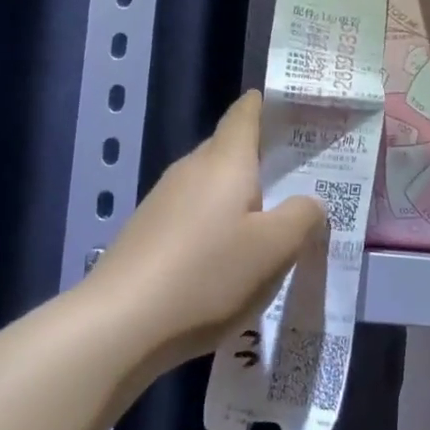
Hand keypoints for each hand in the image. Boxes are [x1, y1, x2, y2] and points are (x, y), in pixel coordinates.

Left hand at [89, 91, 325, 363]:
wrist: (120, 324)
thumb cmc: (208, 275)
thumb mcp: (275, 249)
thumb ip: (302, 216)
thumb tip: (309, 201)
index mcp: (225, 160)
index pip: (246, 112)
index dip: (270, 105)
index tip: (297, 111)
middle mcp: (190, 169)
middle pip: (230, 149)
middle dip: (263, 158)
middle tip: (302, 177)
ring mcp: (163, 200)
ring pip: (212, 185)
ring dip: (240, 197)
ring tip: (272, 222)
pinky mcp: (148, 232)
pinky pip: (194, 213)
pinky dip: (217, 223)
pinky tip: (228, 257)